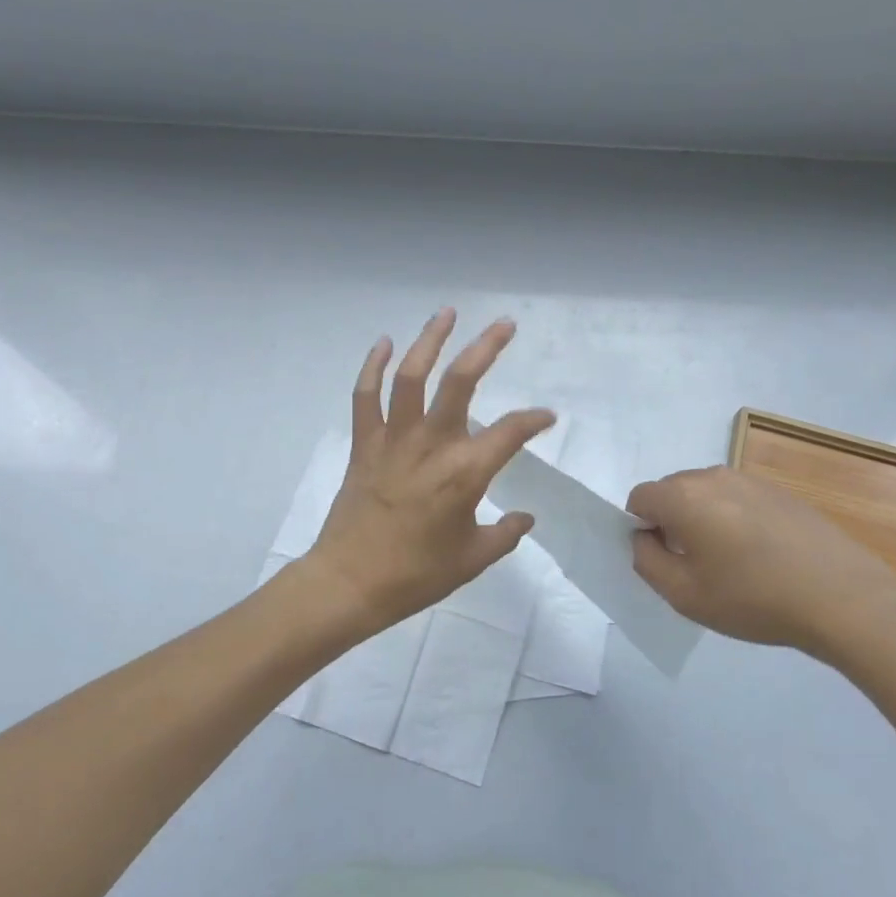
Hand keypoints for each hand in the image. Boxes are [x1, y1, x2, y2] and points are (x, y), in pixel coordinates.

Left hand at [306, 310, 555, 634]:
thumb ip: (506, 534)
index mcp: (465, 473)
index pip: (511, 432)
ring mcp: (394, 439)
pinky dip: (372, 366)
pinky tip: (383, 342)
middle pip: (461, 382)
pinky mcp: (365, 443)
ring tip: (447, 313)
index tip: (546, 418)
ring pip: (411, 376)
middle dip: (485, 347)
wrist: (350, 583)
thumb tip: (526, 518)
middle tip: (504, 325)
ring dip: (429, 340)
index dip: (534, 420)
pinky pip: (366, 396)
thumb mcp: (473, 559)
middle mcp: (432, 445)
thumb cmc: (416, 575)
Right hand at [627, 466, 895, 669]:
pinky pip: (738, 499)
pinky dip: (735, 520)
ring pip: (706, 494)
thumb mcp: (684, 594)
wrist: (844, 597)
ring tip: (731, 563)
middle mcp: (713, 476)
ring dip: (704, 519)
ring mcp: (750, 480)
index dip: (641, 528)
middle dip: (671, 521)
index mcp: (683, 496)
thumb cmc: (753, 598)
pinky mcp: (780, 492)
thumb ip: (647, 561)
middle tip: (694, 565)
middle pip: (672, 491)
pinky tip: (762, 556)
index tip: (663, 559)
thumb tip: (644, 537)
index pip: (639, 497)